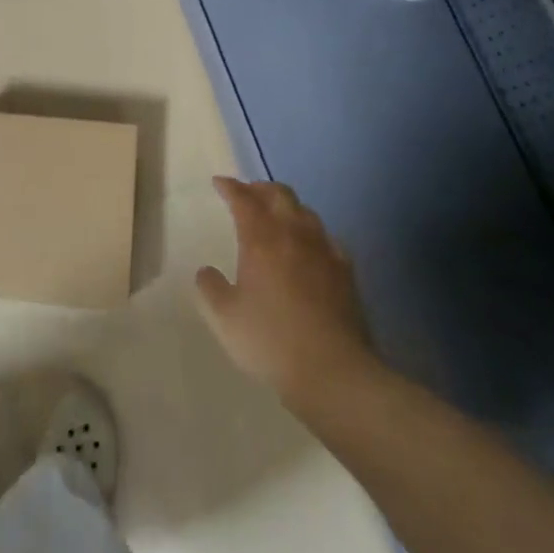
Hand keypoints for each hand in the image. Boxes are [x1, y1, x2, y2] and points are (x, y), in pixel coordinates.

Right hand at [195, 177, 376, 401]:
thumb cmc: (270, 340)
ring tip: (276, 215)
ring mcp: (324, 250)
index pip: (244, 200)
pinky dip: (311, 232)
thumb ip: (210, 288)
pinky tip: (309, 246)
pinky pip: (326, 237)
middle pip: (280, 195)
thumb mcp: (224, 318)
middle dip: (261, 188)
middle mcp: (294, 235)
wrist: (332, 369)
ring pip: (306, 212)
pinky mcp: (346, 270)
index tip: (219, 183)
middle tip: (247, 193)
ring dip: (287, 206)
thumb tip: (207, 271)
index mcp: (261, 240)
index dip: (230, 188)